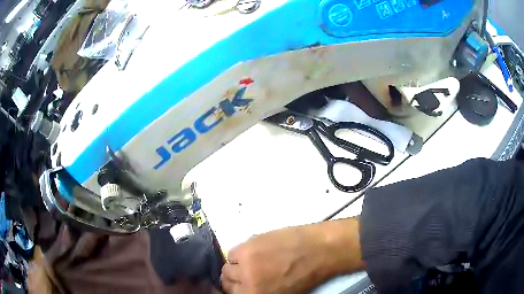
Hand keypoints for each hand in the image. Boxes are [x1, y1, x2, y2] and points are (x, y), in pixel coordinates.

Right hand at [221, 219, 363, 293]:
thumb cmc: (305, 276)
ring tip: (251, 263)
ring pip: (227, 268)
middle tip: (244, 275)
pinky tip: (253, 253)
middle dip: (234, 280)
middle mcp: (247, 284)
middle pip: (226, 282)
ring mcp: (245, 265)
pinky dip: (239, 254)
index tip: (240, 287)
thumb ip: (259, 292)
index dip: (236, 291)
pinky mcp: (247, 247)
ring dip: (236, 267)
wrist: (319, 251)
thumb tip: (245, 288)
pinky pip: (231, 253)